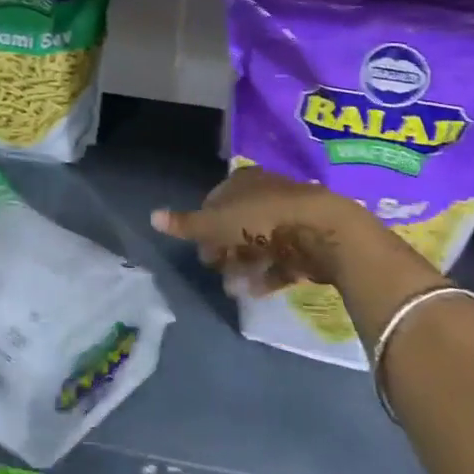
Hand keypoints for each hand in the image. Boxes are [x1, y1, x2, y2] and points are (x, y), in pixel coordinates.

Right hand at [152, 164, 389, 293]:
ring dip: (244, 267)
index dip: (204, 226)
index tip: (200, 249)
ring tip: (235, 290)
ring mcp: (289, 217)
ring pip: (259, 244)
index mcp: (242, 181)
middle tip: (217, 270)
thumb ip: (187, 224)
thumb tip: (152, 216)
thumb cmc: (262, 220)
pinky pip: (281, 260)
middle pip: (238, 224)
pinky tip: (256, 292)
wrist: (322, 230)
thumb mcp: (217, 223)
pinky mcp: (307, 241)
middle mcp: (266, 193)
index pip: (215, 201)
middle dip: (225, 250)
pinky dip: (267, 275)